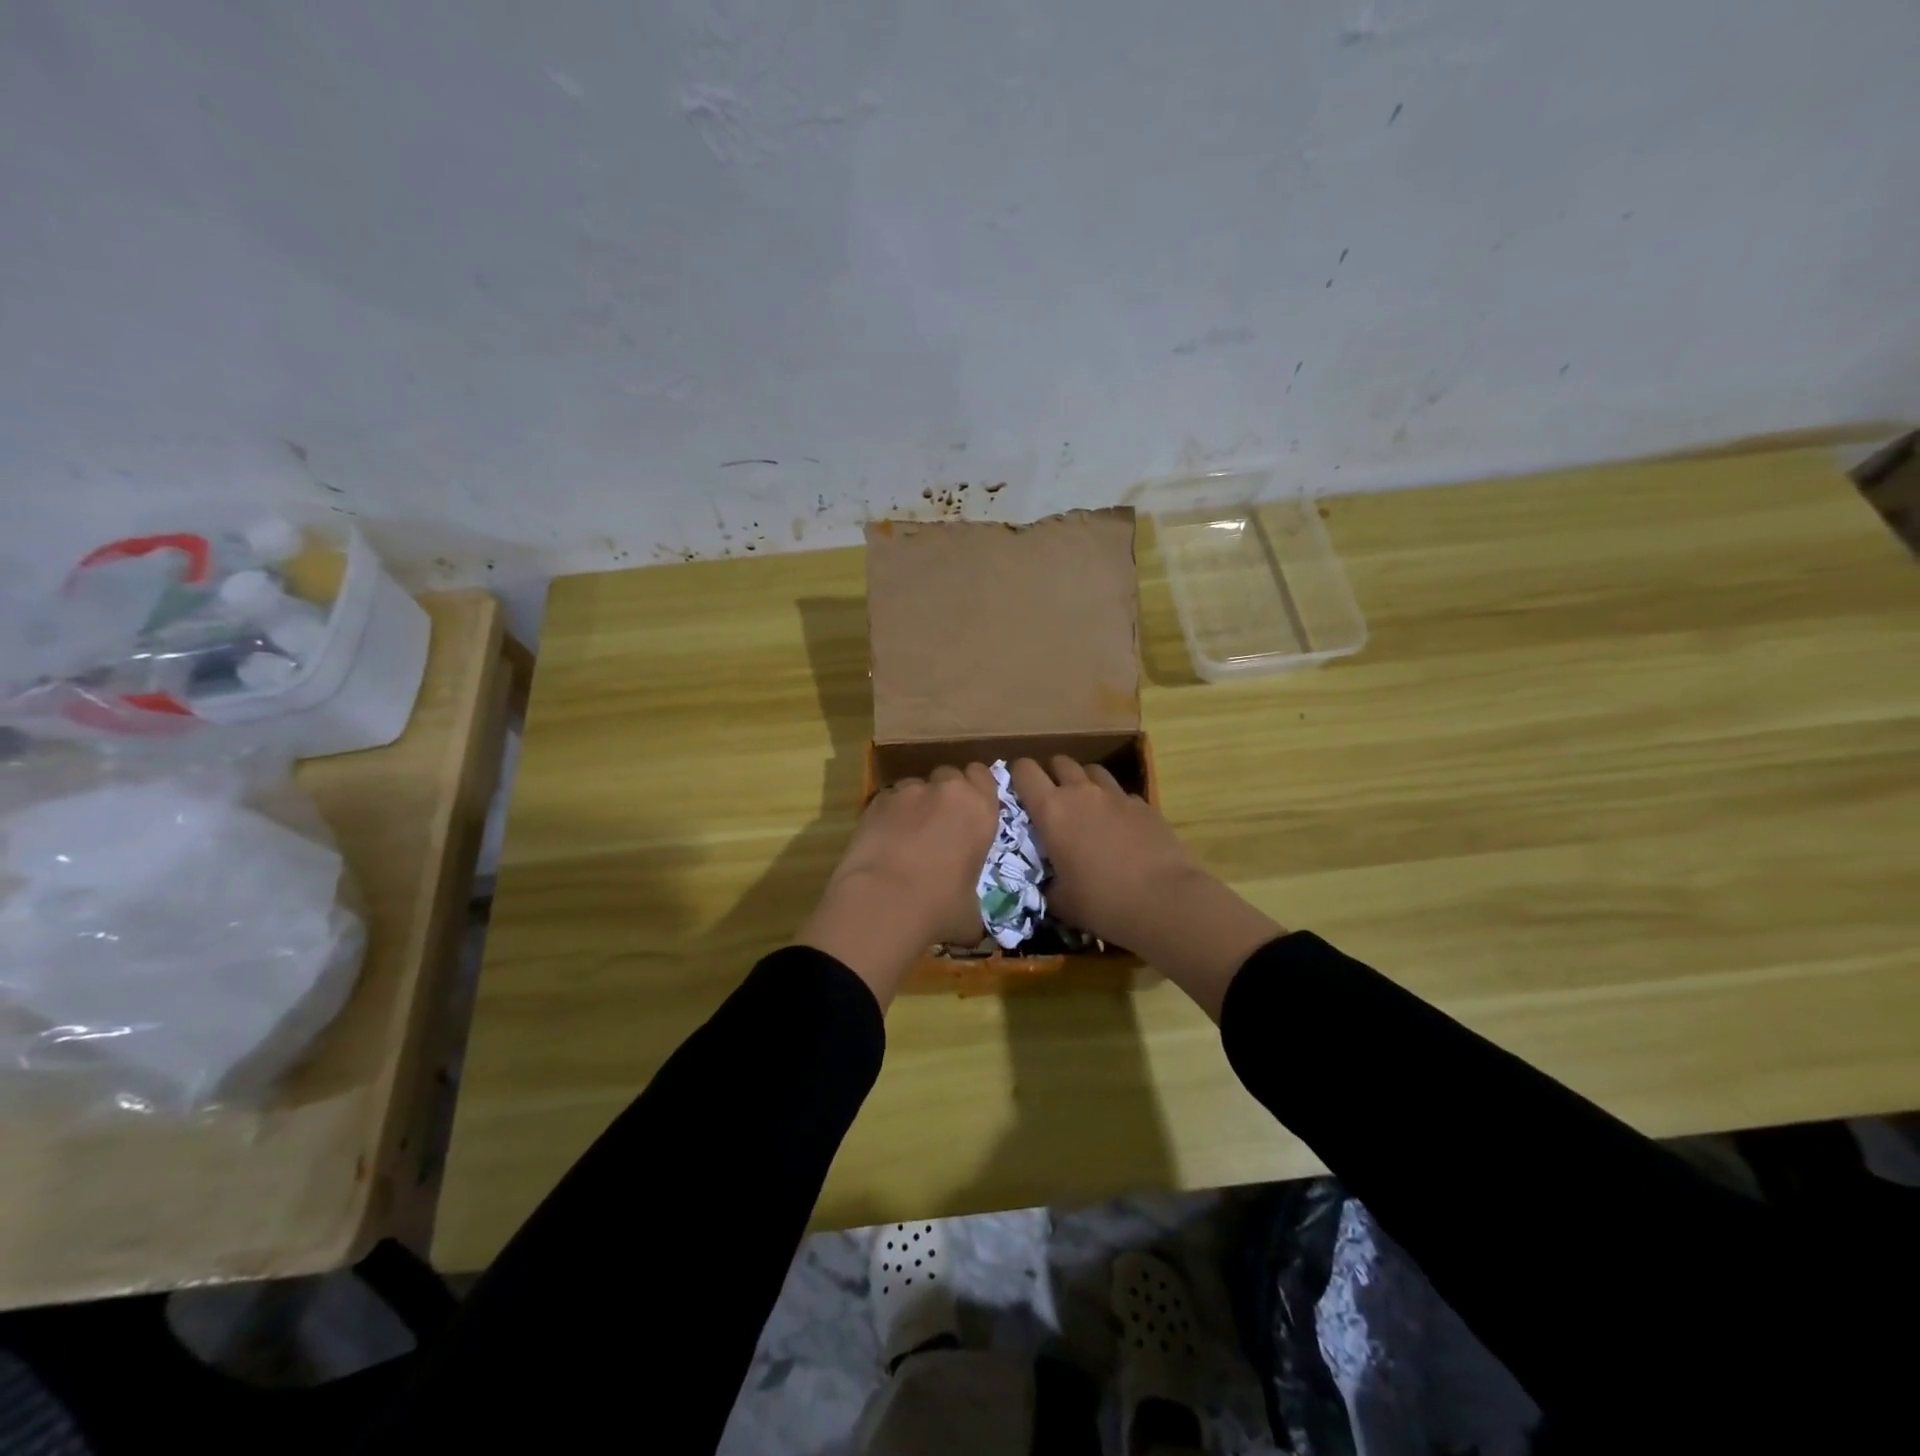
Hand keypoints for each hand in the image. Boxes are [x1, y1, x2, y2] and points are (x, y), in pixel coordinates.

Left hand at [799, 764, 998, 1006]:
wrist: (883, 902)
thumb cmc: (939, 908)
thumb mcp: (970, 913)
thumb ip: (974, 904)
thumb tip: (971, 926)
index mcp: (981, 811)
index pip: (983, 775)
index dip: (976, 788)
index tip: (969, 809)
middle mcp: (948, 791)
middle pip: (949, 775)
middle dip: (945, 793)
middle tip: (939, 823)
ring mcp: (909, 791)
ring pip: (916, 785)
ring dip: (915, 803)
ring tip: (906, 834)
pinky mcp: (877, 800)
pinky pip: (889, 799)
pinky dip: (889, 814)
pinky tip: (883, 840)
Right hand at [1008, 757, 1198, 947]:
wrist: (1165, 901)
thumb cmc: (1102, 902)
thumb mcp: (1061, 901)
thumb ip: (1047, 884)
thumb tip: (1049, 883)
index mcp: (1052, 810)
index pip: (1024, 771)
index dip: (1017, 776)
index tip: (1018, 794)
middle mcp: (1081, 792)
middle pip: (1060, 762)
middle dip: (1051, 775)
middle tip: (1052, 801)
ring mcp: (1116, 795)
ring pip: (1092, 770)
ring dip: (1083, 782)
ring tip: (1085, 807)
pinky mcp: (1144, 805)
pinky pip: (1121, 793)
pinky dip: (1114, 802)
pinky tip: (1118, 826)